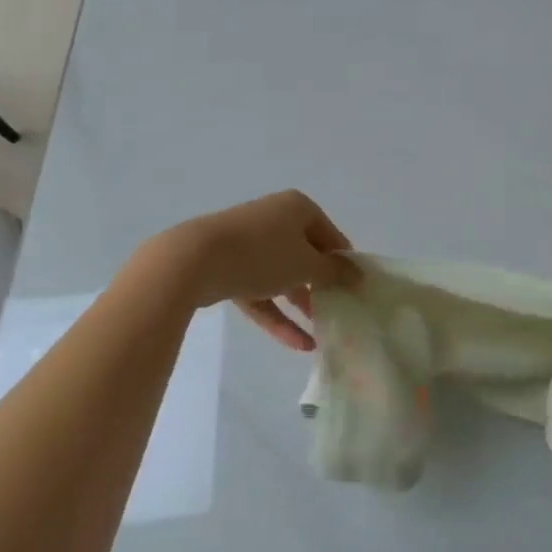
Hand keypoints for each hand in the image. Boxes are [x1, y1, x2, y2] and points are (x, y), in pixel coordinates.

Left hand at [145, 190, 359, 351]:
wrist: (194, 260)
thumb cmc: (262, 254)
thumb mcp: (306, 264)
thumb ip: (334, 271)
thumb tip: (358, 273)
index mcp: (297, 208)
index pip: (331, 236)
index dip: (344, 264)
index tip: (355, 292)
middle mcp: (274, 219)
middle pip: (306, 255)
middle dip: (321, 286)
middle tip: (339, 311)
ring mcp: (249, 243)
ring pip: (282, 275)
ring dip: (301, 303)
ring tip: (321, 333)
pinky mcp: (229, 268)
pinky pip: (260, 292)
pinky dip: (277, 315)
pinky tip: (297, 344)